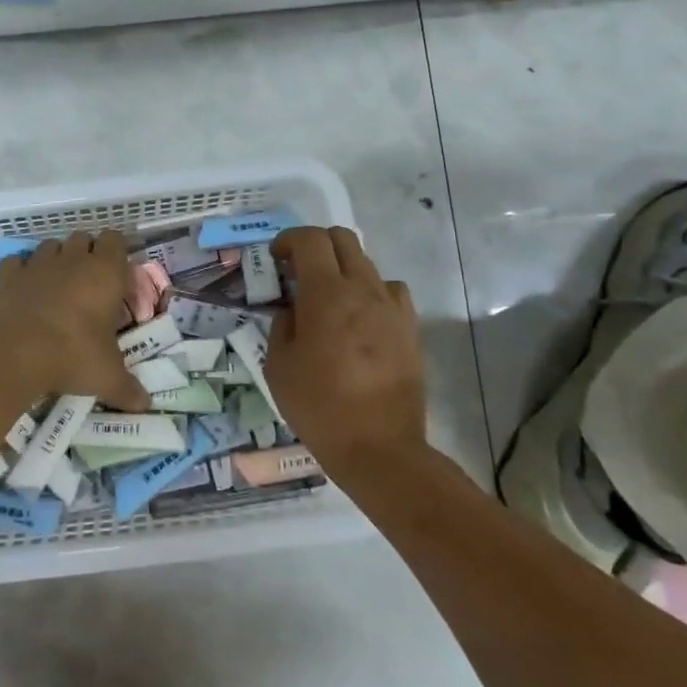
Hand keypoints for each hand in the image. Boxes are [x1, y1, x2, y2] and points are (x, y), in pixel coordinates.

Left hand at [0, 231, 150, 410]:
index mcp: (104, 272)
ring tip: (59, 286)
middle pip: (83, 237)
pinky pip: (18, 262)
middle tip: (90, 284)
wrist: (14, 354)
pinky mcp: (9, 276)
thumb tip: (145, 405)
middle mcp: (72, 260)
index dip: (117, 252)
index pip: (116, 239)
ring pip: (51, 245)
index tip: (118, 276)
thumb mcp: (107, 376)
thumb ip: (128, 388)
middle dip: (87, 253)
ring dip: (57, 259)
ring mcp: (38, 264)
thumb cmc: (72, 356)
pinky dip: (22, 271)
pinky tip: (26, 290)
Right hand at [268, 227, 427, 481]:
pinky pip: (391, 291)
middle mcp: (363, 289)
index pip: (310, 239)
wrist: (379, 448)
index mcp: (326, 294)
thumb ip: (282, 325)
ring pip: (367, 263)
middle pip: (342, 239)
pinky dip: (371, 292)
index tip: (276, 259)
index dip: (288, 240)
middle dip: (316, 245)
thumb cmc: (319, 406)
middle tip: (298, 272)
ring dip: (343, 269)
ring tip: (329, 299)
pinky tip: (361, 318)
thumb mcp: (278, 365)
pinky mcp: (410, 328)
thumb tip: (293, 310)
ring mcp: (392, 307)